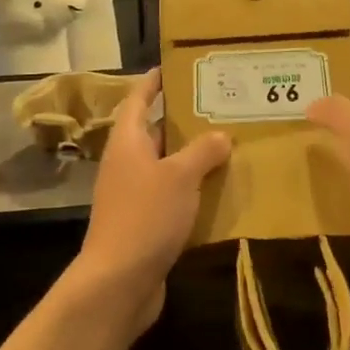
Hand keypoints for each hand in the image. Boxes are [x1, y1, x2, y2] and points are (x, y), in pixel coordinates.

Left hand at [67, 70, 230, 334]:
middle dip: (184, 122)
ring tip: (230, 145)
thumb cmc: (145, 216)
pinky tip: (222, 191)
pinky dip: (193, 191)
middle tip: (220, 108)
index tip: (172, 68)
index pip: (138, 100)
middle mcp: (127, 164)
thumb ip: (202, 151)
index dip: (153, 83)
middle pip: (155, 134)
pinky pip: (172, 197)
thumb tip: (219, 135)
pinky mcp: (144, 223)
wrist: (119, 282)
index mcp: (128, 143)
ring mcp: (133, 196)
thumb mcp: (179, 177)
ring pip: (166, 167)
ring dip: (193, 158)